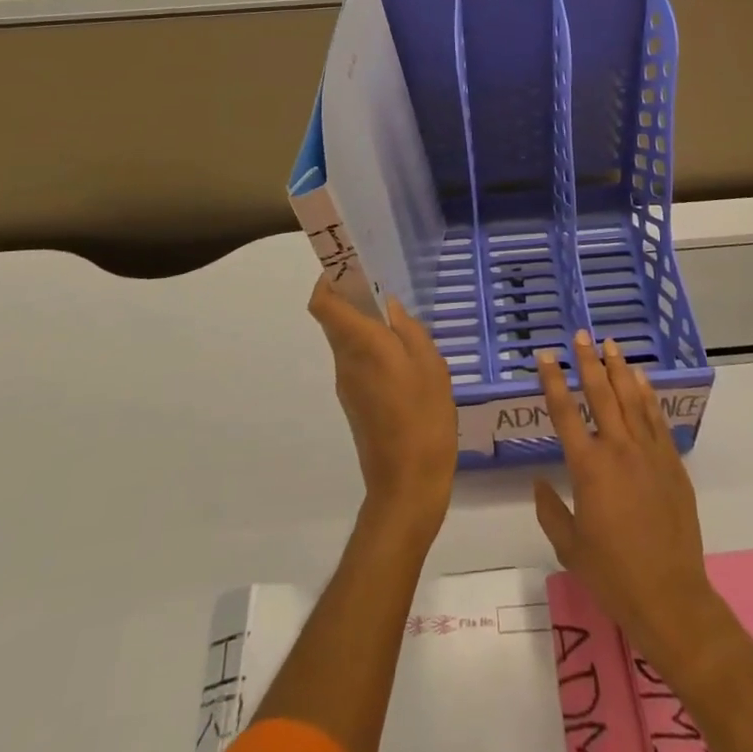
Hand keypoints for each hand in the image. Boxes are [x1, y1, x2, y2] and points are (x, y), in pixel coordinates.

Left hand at [309, 276, 456, 550]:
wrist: (407, 485)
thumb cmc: (423, 418)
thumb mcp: (430, 366)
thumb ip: (409, 330)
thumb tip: (389, 308)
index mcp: (361, 344)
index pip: (322, 304)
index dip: (327, 280)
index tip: (348, 266)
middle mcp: (345, 361)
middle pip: (335, 320)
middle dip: (352, 299)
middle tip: (385, 287)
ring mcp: (348, 385)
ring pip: (348, 342)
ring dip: (366, 326)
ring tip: (404, 325)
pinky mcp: (355, 404)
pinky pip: (359, 363)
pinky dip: (374, 351)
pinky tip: (406, 361)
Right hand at [535, 330, 717, 669]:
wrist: (670, 596)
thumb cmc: (613, 574)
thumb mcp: (570, 547)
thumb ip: (551, 510)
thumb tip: (539, 483)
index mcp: (588, 467)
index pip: (565, 413)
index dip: (553, 381)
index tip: (546, 355)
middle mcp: (618, 450)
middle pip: (601, 394)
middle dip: (588, 362)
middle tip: (581, 335)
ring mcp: (649, 454)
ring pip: (632, 399)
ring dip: (619, 369)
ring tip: (610, 344)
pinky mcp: (672, 464)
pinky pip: (657, 420)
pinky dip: (648, 396)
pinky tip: (642, 380)